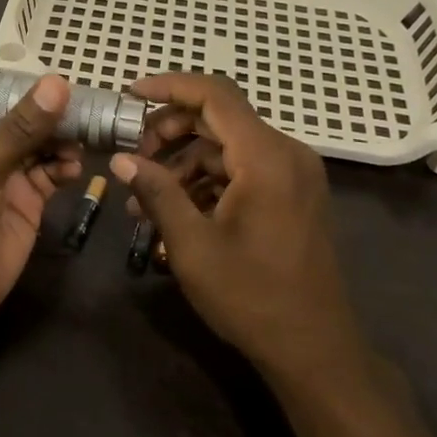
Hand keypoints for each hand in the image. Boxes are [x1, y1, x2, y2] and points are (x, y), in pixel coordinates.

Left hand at [0, 73, 81, 337]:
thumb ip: (21, 129)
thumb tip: (58, 84)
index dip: (19, 83)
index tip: (56, 73)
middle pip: (20, 117)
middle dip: (50, 111)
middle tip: (85, 102)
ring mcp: (3, 173)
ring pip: (40, 143)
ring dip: (63, 137)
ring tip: (85, 133)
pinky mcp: (26, 199)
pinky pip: (52, 172)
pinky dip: (66, 166)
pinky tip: (76, 166)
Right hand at [108, 73, 371, 389]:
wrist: (314, 349)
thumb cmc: (251, 296)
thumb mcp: (191, 244)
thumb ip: (157, 192)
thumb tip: (122, 159)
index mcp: (266, 157)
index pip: (214, 95)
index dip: (168, 87)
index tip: (130, 94)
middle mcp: (286, 154)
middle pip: (220, 117)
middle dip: (170, 131)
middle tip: (134, 158)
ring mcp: (294, 174)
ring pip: (227, 146)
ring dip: (184, 163)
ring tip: (145, 200)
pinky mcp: (293, 194)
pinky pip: (243, 170)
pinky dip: (207, 181)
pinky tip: (176, 212)